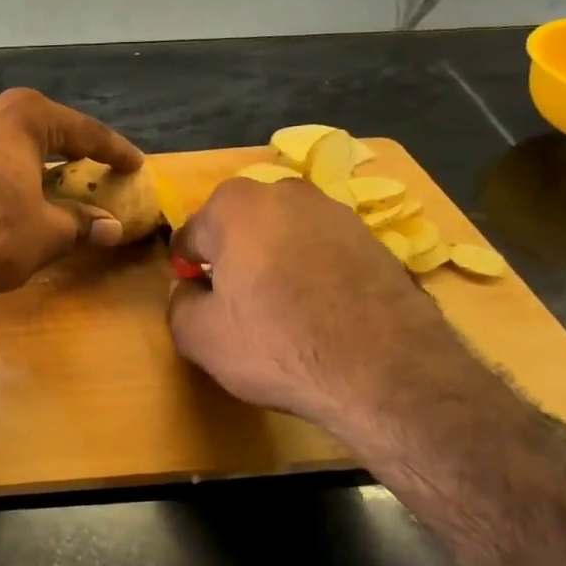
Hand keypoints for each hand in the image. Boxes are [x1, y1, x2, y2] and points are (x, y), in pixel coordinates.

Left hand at [0, 88, 143, 298]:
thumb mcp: (46, 233)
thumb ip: (82, 223)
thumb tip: (112, 228)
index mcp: (20, 115)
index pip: (82, 130)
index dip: (113, 150)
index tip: (134, 164)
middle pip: (36, 125)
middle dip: (64, 146)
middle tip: (87, 165)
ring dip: (22, 155)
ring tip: (38, 177)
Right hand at [166, 177, 483, 444]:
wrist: (387, 372)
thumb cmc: (276, 344)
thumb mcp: (198, 335)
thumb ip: (178, 302)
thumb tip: (190, 289)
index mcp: (234, 205)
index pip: (191, 234)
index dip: (187, 269)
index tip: (196, 298)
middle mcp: (285, 193)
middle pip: (241, 227)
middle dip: (233, 256)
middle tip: (237, 303)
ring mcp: (337, 212)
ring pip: (285, 236)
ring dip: (276, 261)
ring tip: (283, 310)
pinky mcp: (375, 240)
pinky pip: (324, 252)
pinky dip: (315, 272)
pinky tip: (321, 313)